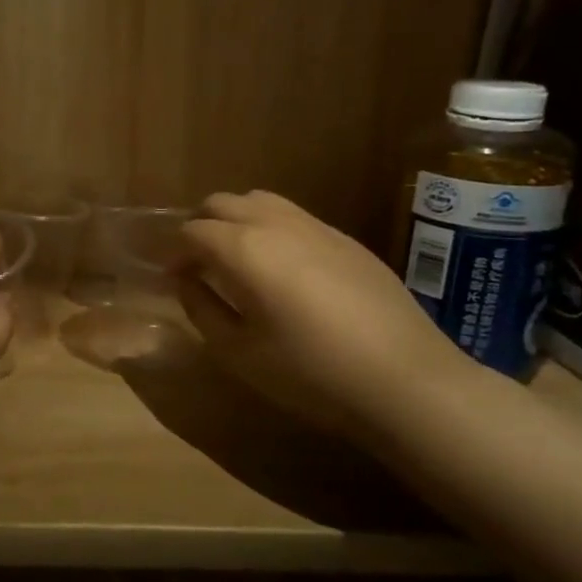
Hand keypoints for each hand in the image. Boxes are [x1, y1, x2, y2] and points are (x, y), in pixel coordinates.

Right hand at [175, 190, 473, 435]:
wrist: (406, 381)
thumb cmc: (310, 373)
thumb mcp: (238, 352)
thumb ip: (201, 308)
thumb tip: (187, 281)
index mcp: (243, 249)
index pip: (191, 231)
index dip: (175, 253)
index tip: (175, 280)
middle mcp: (275, 224)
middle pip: (221, 203)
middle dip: (200, 227)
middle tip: (199, 264)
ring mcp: (316, 226)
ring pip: (259, 200)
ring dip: (236, 220)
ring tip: (237, 259)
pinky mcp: (346, 239)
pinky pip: (293, 216)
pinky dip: (270, 228)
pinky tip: (282, 268)